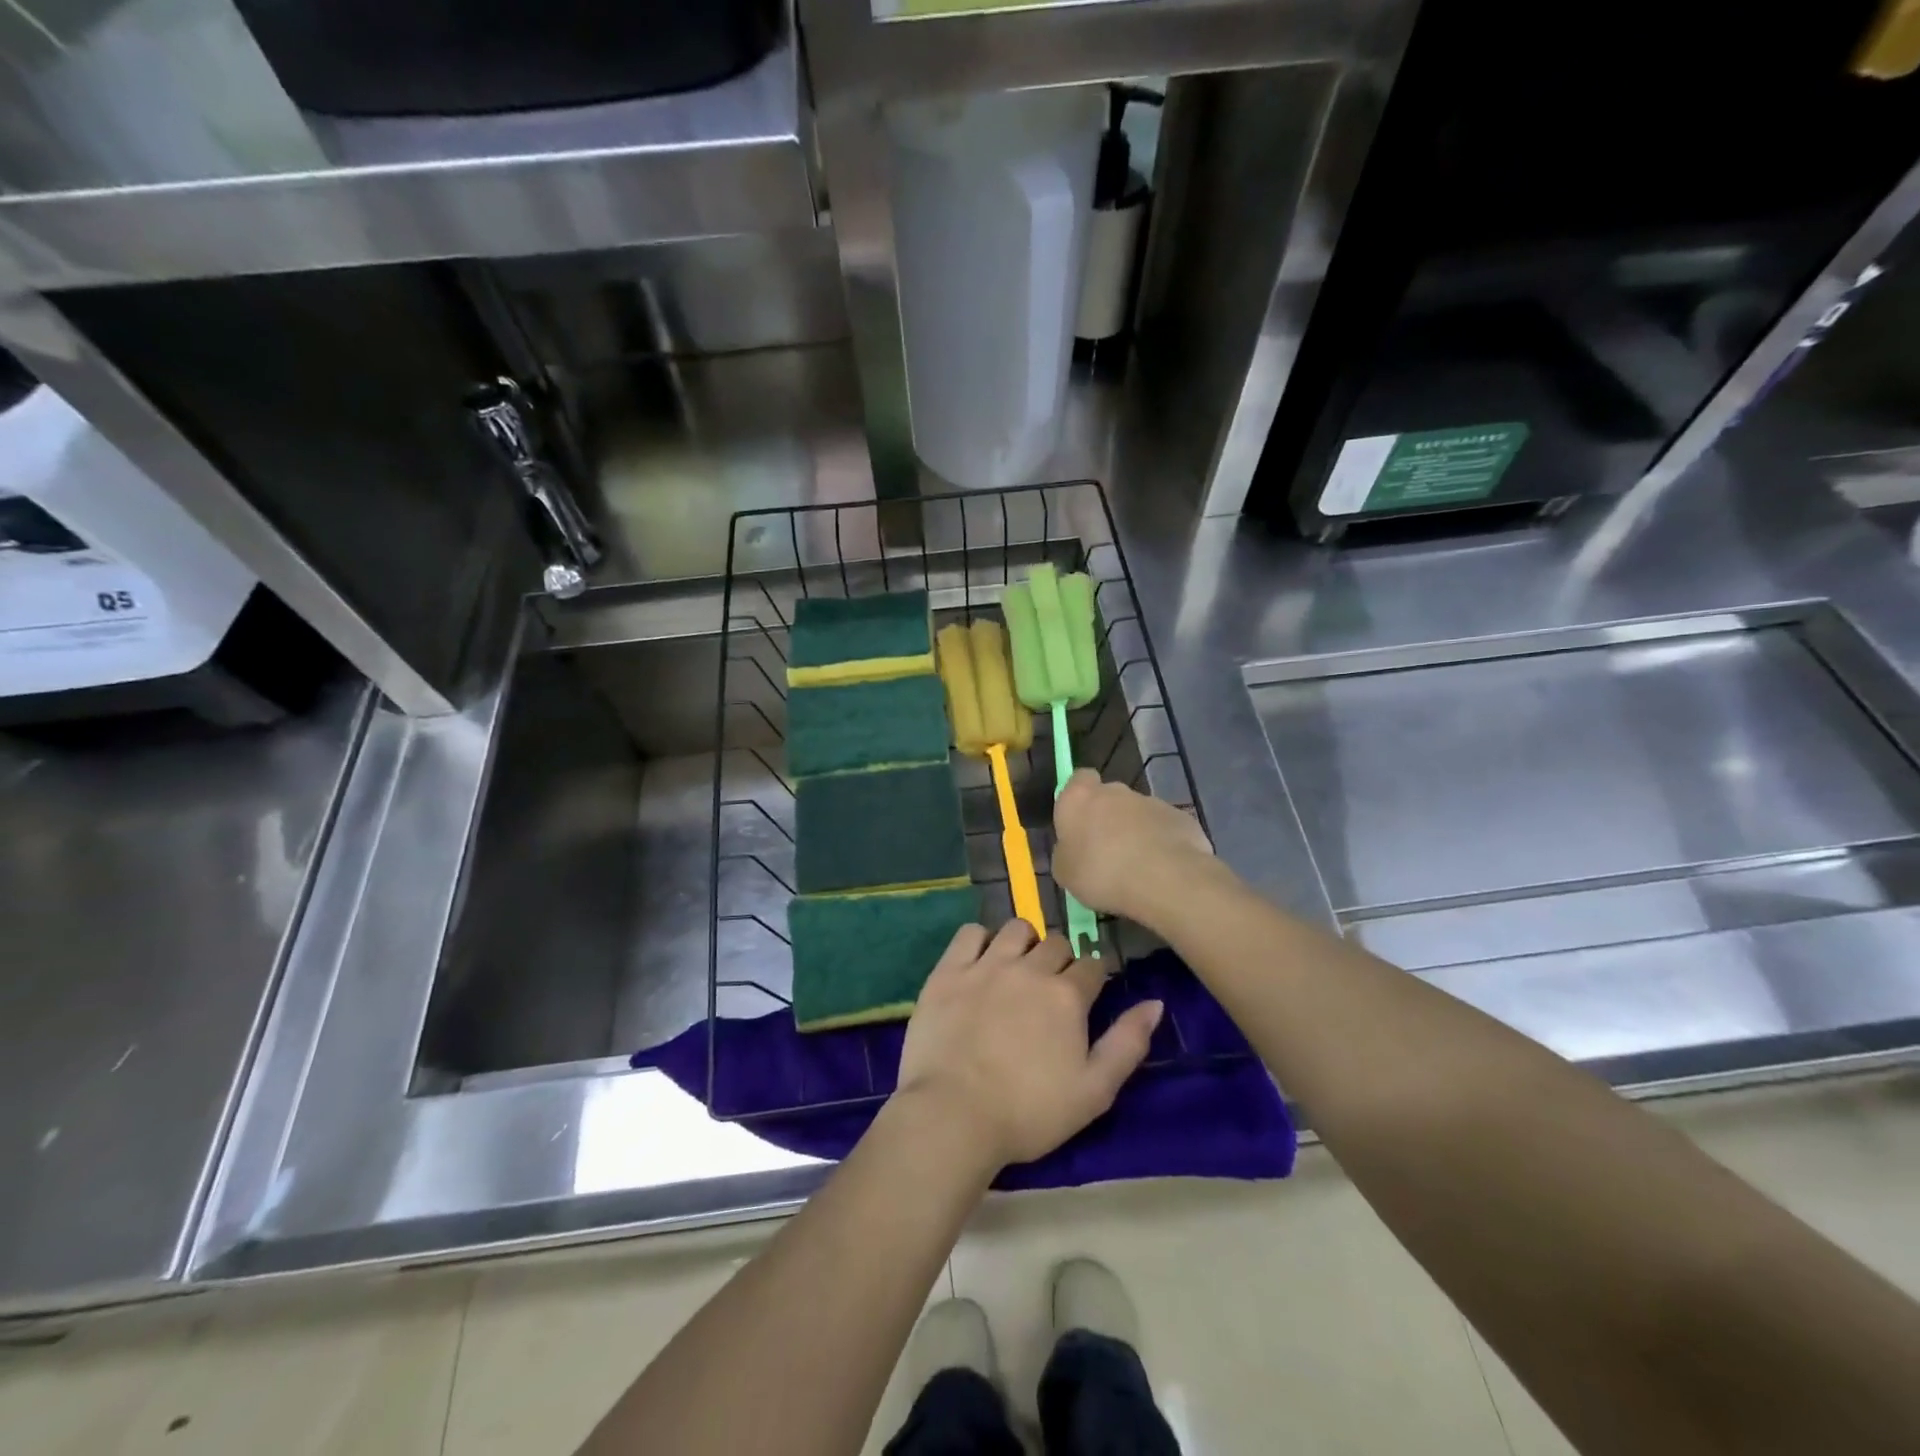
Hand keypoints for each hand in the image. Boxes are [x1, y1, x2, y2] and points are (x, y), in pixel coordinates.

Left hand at [896, 920, 1162, 1168]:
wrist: (954, 1115)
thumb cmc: (1029, 1112)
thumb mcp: (1094, 1091)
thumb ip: (1128, 1043)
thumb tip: (1155, 1003)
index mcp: (1067, 995)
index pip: (1092, 966)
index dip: (1091, 980)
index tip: (1084, 998)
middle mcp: (1029, 968)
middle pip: (1055, 943)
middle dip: (1059, 960)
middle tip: (1049, 991)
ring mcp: (986, 965)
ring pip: (1016, 929)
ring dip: (1024, 943)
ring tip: (1017, 969)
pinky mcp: (949, 970)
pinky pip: (970, 933)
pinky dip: (979, 941)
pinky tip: (980, 962)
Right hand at [1052, 769, 1216, 927]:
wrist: (1166, 880)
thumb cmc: (1102, 873)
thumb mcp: (1065, 873)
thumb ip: (1066, 852)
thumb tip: (1072, 849)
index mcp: (1079, 798)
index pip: (1078, 779)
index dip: (1079, 798)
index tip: (1079, 822)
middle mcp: (1115, 791)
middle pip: (1109, 797)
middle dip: (1108, 818)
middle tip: (1106, 852)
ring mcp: (1151, 801)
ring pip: (1137, 814)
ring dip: (1135, 832)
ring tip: (1136, 867)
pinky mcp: (1180, 817)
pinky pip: (1163, 828)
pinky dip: (1160, 843)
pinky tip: (1161, 869)